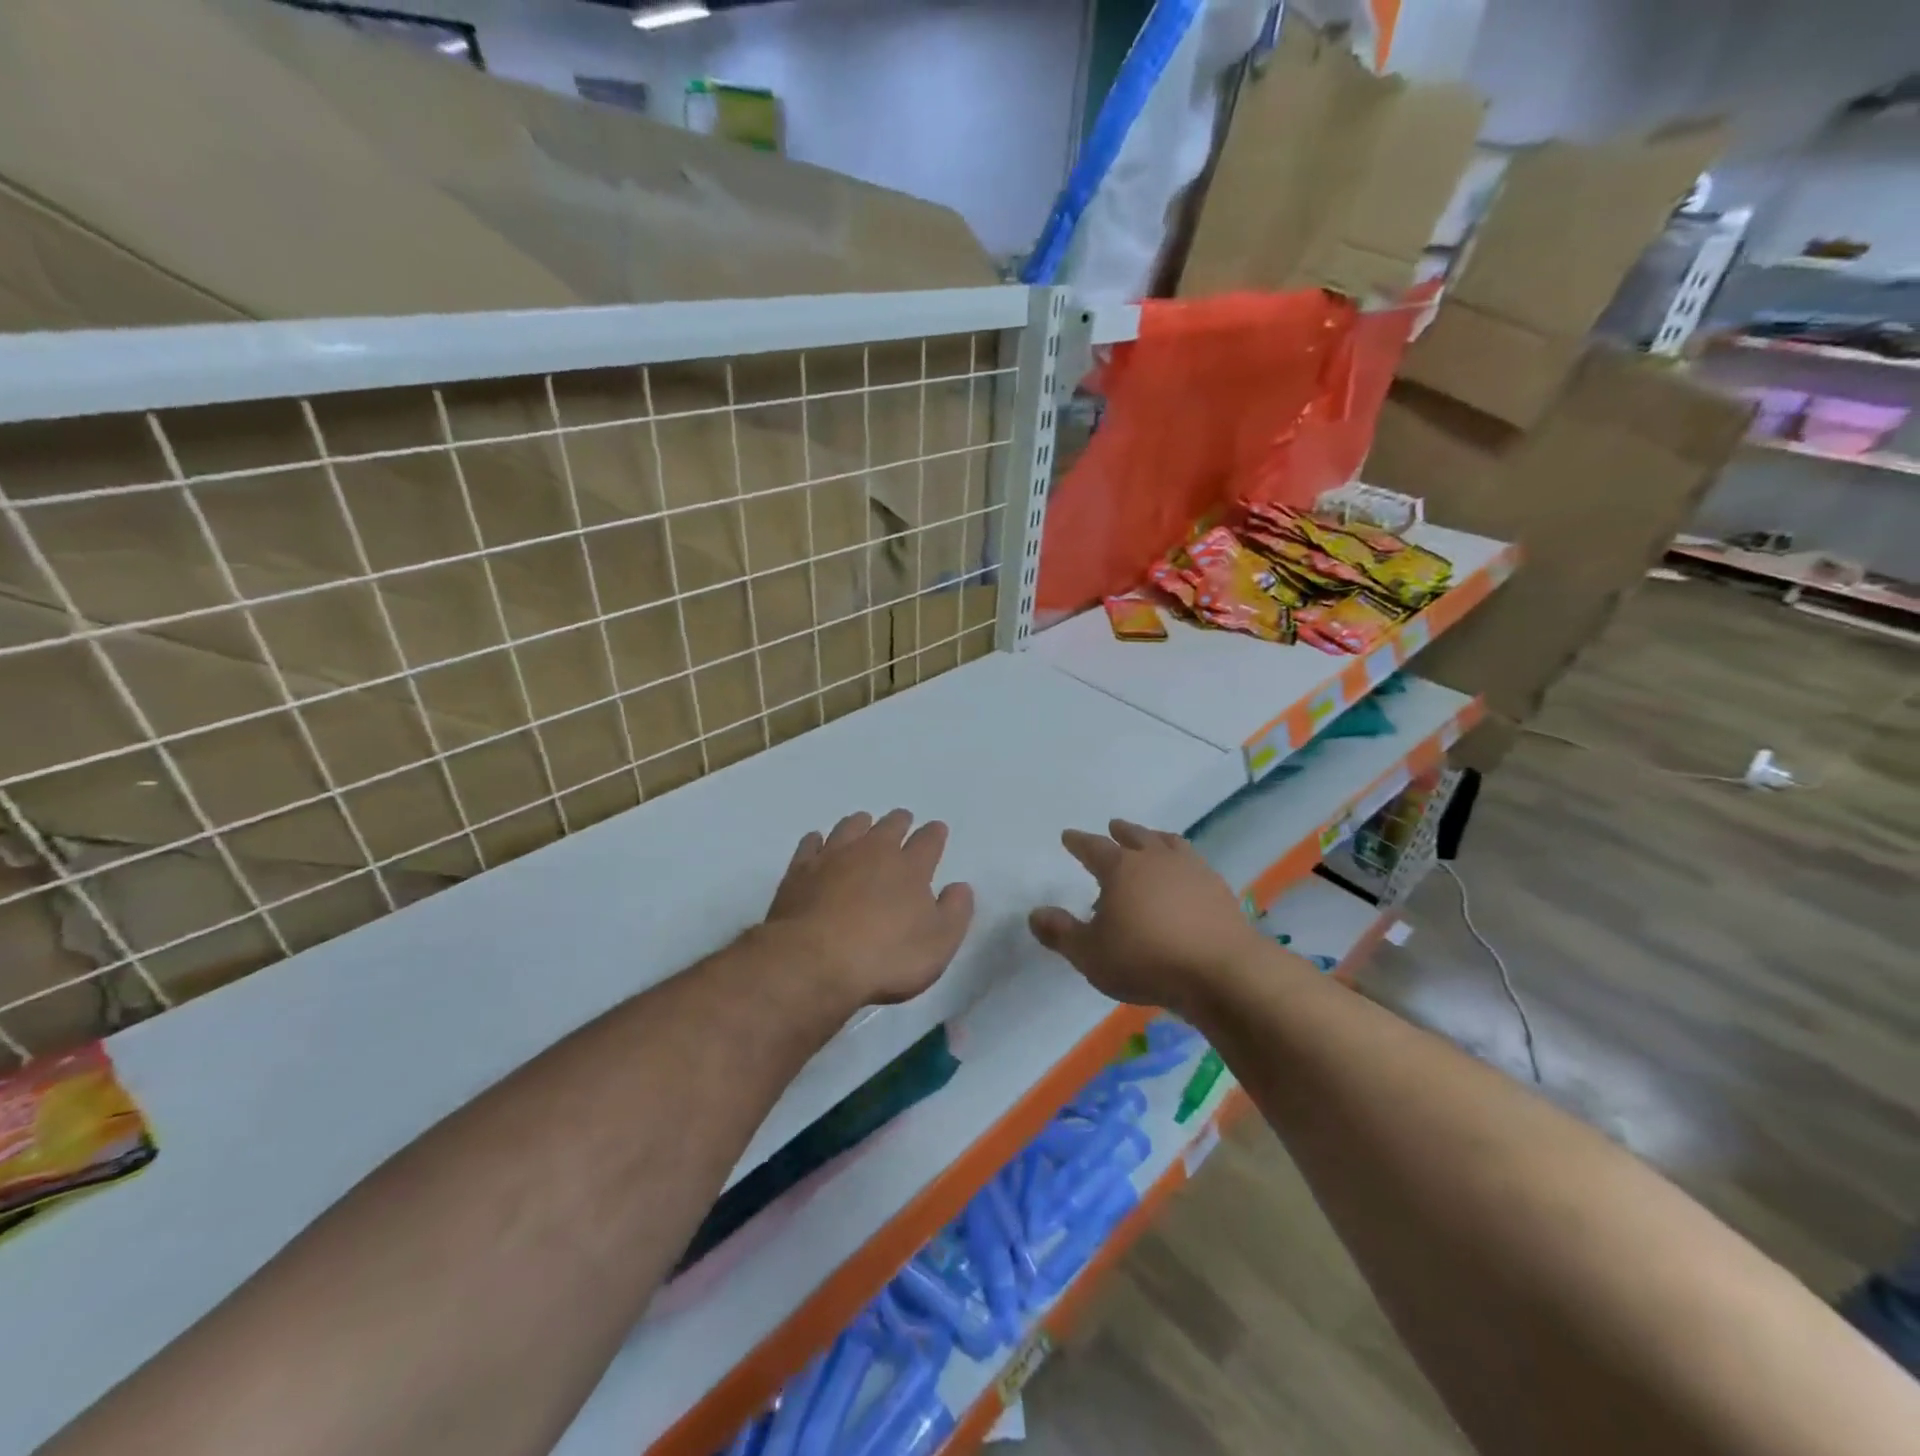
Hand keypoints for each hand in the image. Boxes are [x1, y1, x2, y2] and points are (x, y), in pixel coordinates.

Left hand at [763, 808, 974, 1010]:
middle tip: (902, 821)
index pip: (928, 840)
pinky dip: (818, 840)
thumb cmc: (885, 957)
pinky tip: (819, 843)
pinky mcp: (800, 870)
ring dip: (860, 824)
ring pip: (850, 827)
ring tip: (863, 825)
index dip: (935, 834)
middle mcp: (873, 851)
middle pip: (889, 826)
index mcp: (910, 867)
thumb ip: (955, 912)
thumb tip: (960, 887)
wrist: (814, 962)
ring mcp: (833, 857)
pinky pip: (811, 843)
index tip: (937, 830)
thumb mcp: (938, 944)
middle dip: (899, 822)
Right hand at [1028, 819, 1272, 1015]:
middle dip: (1121, 832)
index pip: (1093, 848)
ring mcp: (1192, 871)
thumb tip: (1035, 913)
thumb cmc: (1146, 960)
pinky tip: (1185, 876)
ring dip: (1156, 839)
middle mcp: (1156, 860)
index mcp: (1121, 869)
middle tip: (1113, 826)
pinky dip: (1183, 863)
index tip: (1068, 836)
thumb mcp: (1090, 954)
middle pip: (1135, 836)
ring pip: (1170, 844)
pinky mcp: (1218, 890)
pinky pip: (1195, 864)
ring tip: (1152, 839)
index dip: (1079, 842)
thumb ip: (1061, 933)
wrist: (1221, 972)